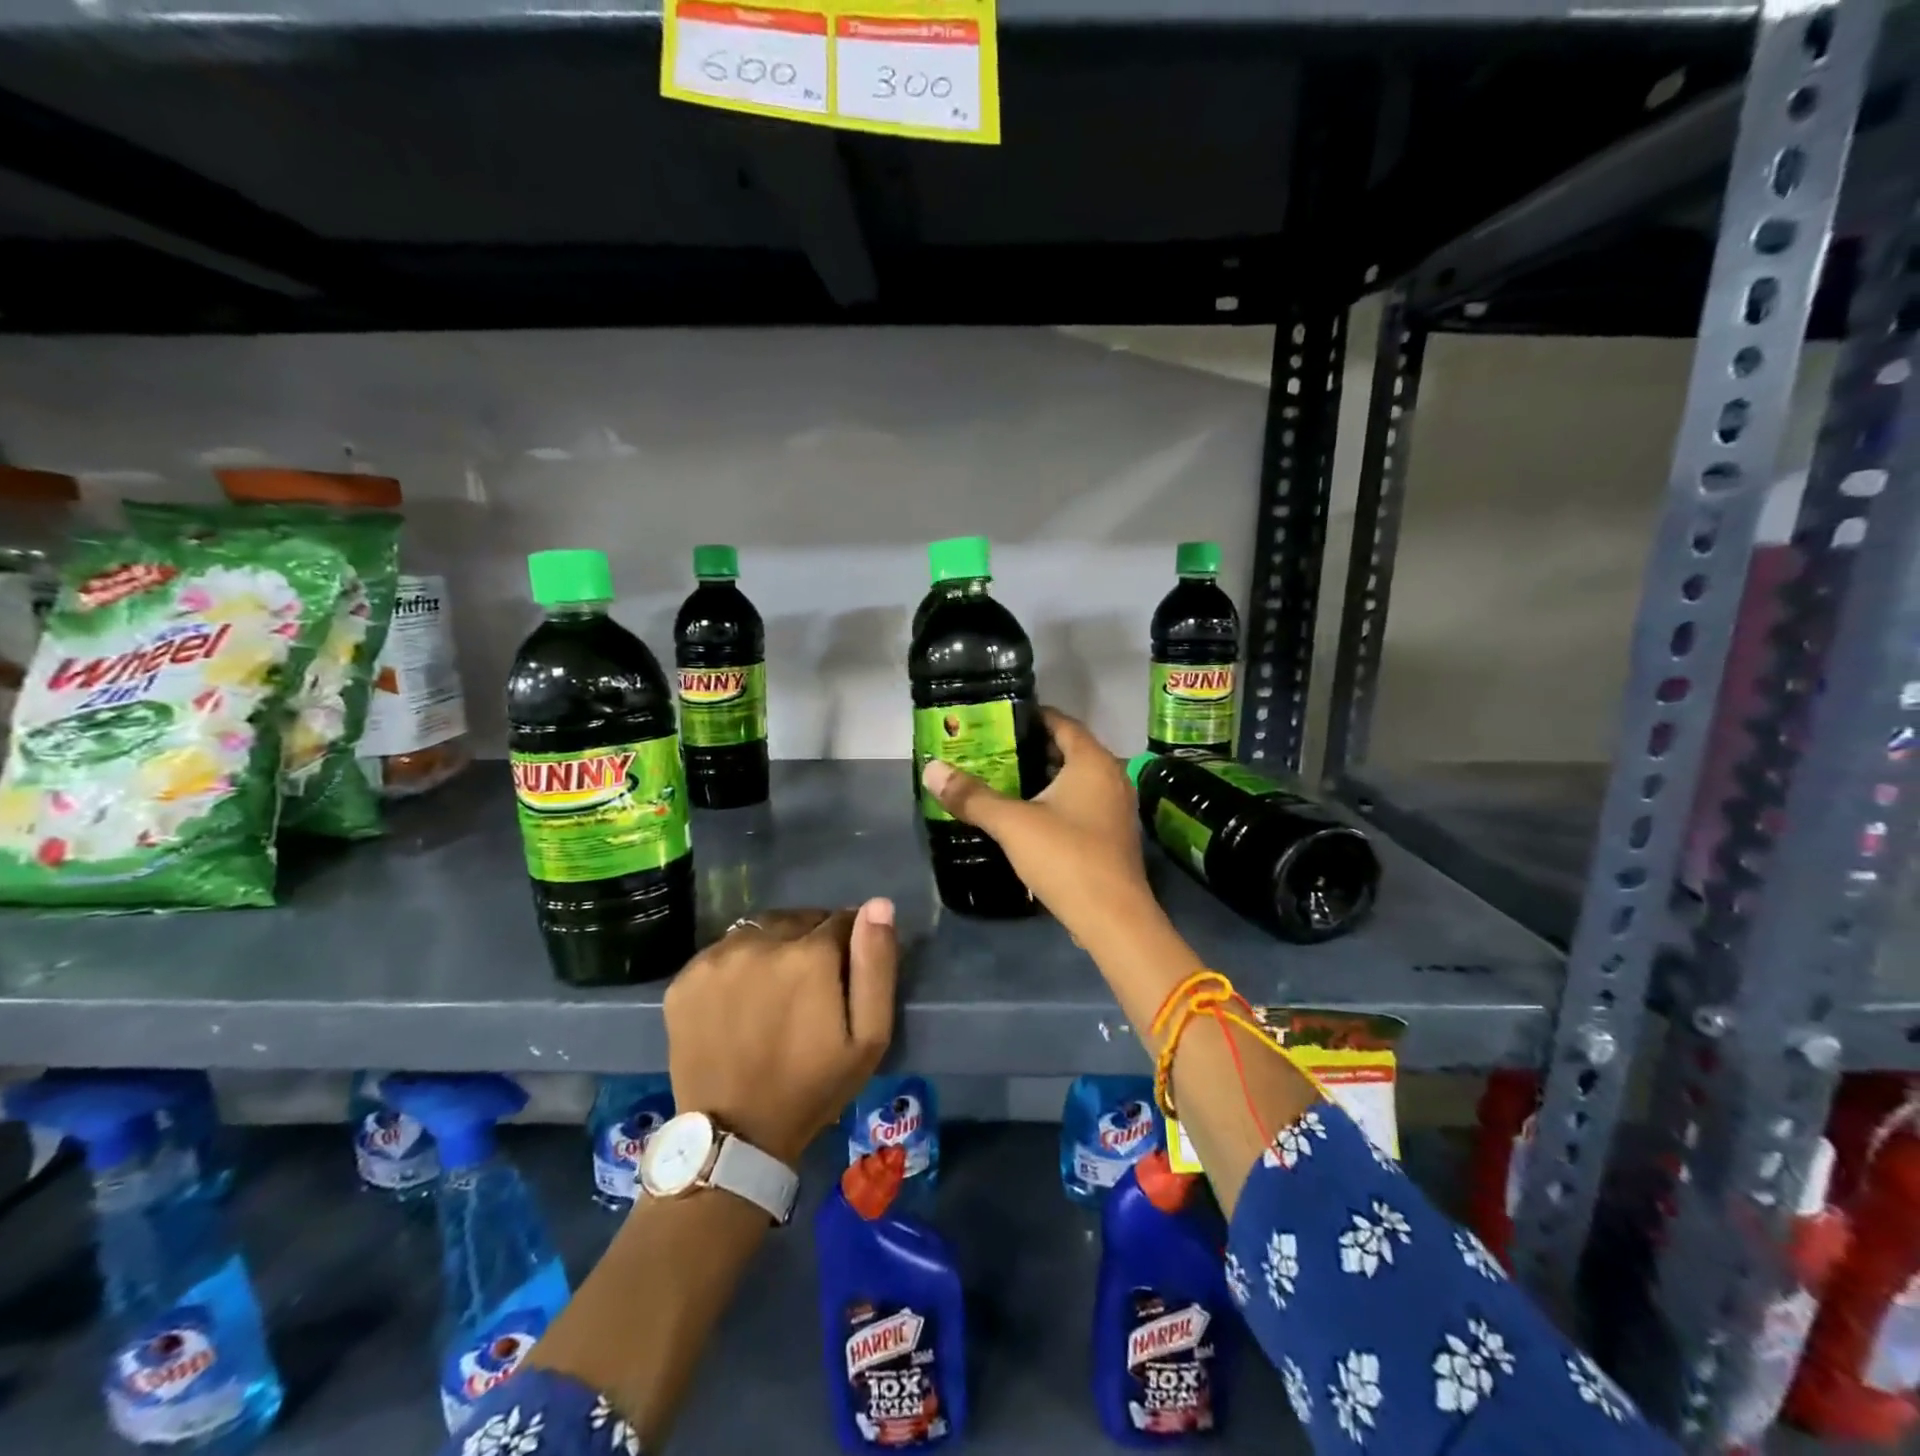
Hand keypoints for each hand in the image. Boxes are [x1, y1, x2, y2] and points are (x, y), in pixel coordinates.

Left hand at [664, 901, 896, 1166]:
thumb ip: (876, 965)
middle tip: (810, 988)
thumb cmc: (813, 1086)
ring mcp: (716, 958)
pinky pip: (723, 951)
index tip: (844, 976)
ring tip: (775, 992)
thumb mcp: (869, 1037)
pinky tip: (741, 1001)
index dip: (849, 945)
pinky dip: (737, 965)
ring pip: (760, 931)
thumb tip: (878, 904)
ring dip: (774, 948)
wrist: (735, 1136)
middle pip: (799, 920)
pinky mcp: (685, 977)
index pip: (842, 919)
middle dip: (812, 942)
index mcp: (809, 955)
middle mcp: (760, 943)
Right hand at [920, 709, 1160, 956]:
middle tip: (989, 751)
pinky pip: (1080, 804)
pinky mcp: (1112, 835)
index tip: (995, 720)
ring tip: (999, 780)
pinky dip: (1054, 801)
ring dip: (1040, 778)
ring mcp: (1116, 808)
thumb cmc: (1066, 857)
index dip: (1028, 717)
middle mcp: (1111, 776)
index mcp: (1093, 761)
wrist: (1113, 919)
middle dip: (1028, 749)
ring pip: (1074, 780)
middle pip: (1066, 750)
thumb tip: (931, 769)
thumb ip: (972, 796)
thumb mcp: (1012, 823)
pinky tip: (1025, 815)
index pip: (1060, 721)